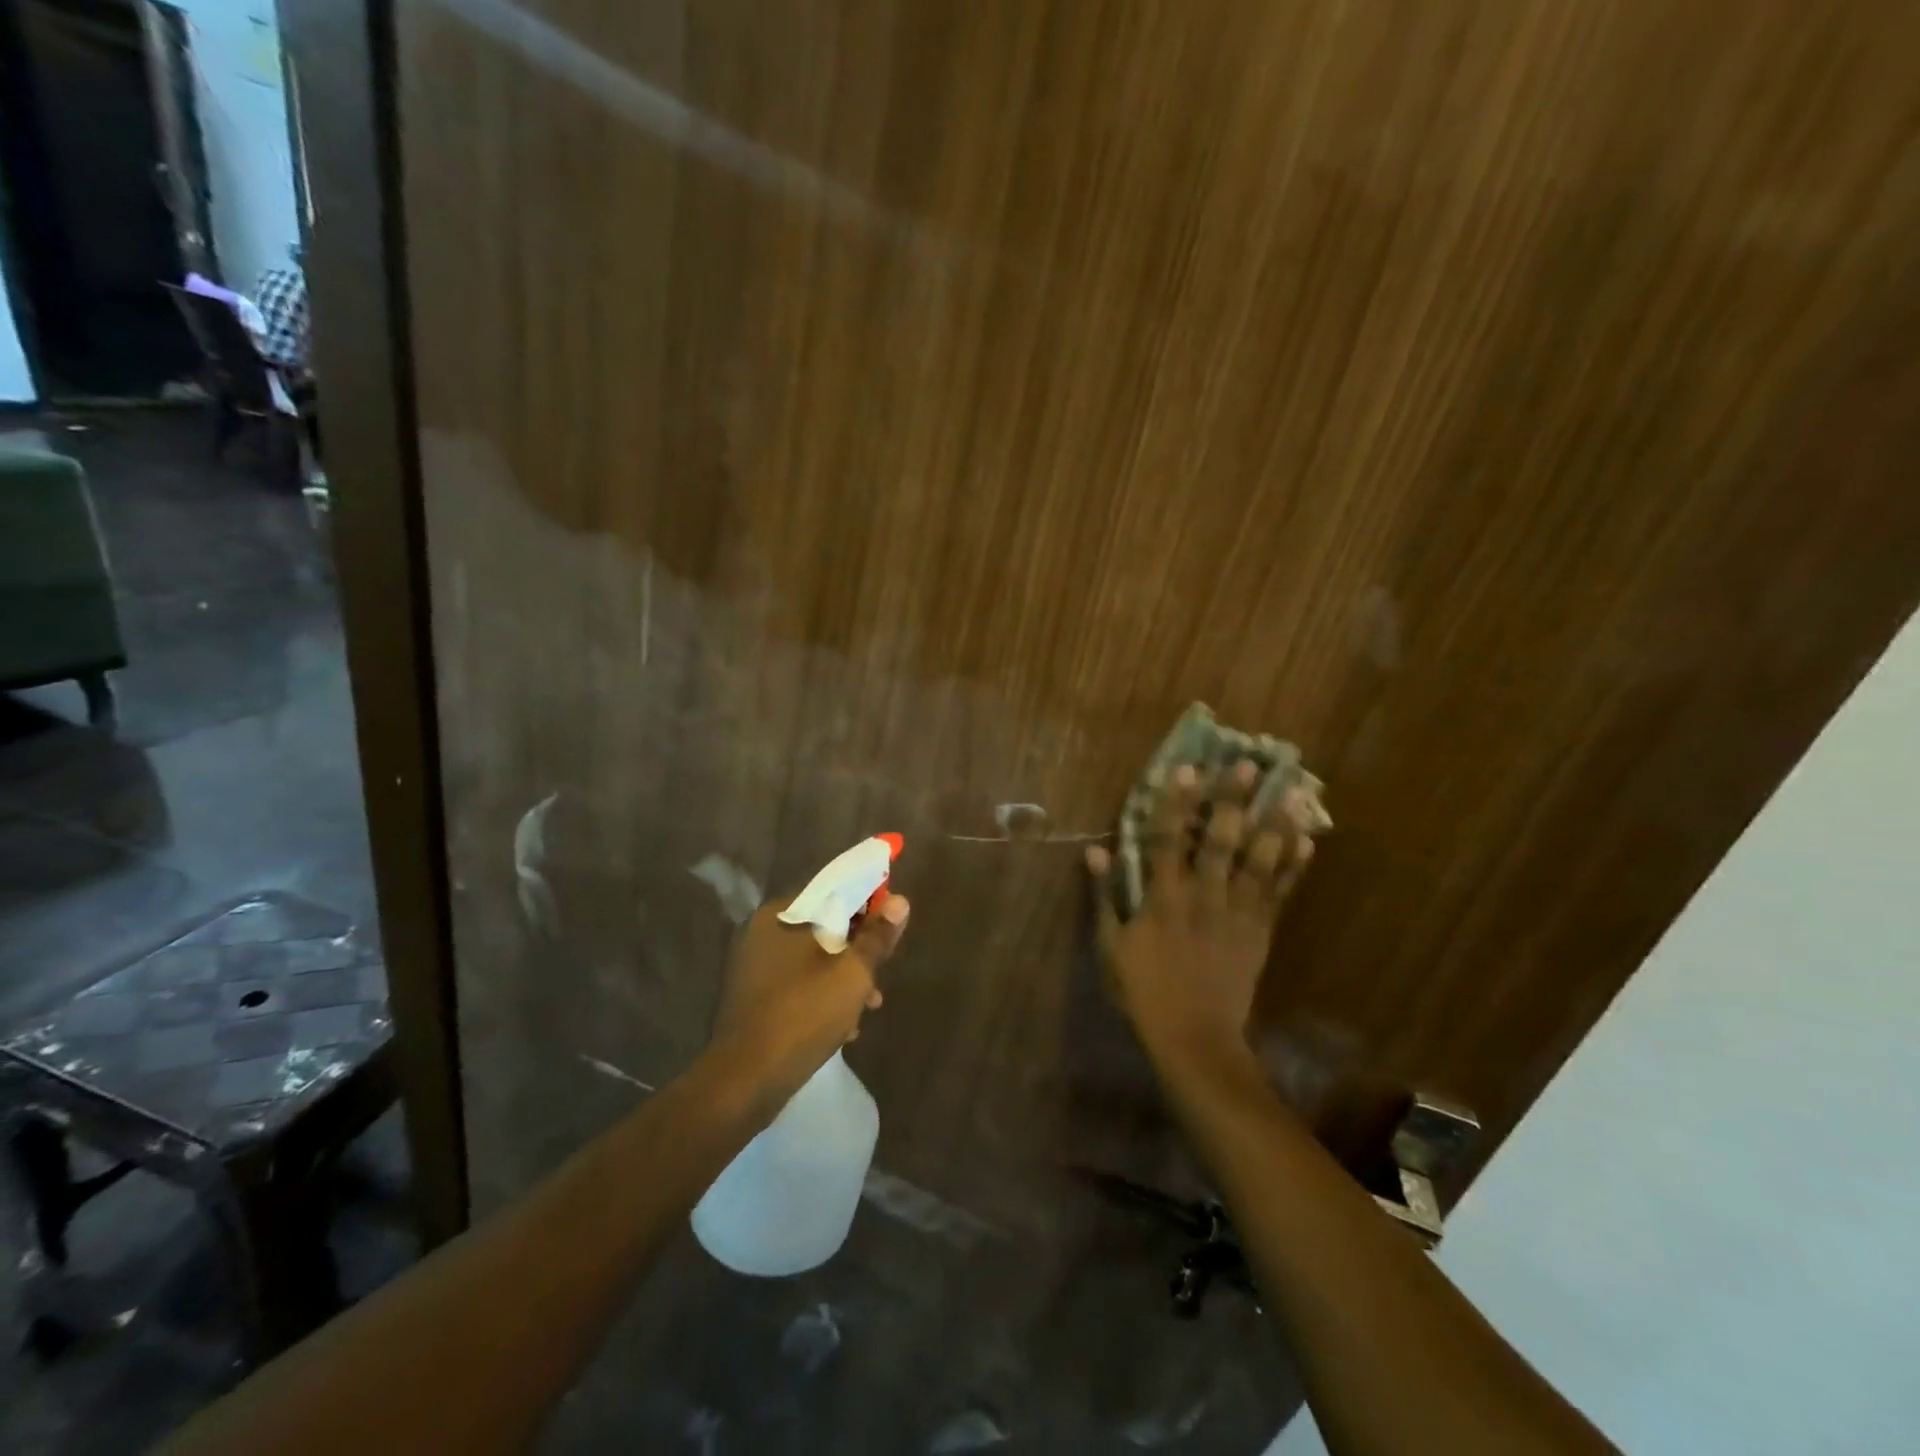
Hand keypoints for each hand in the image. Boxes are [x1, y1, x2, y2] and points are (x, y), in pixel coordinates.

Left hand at [711, 891, 910, 1109]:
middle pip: (824, 926)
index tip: (889, 924)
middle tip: (880, 973)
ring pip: (814, 959)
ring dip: (844, 977)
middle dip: (857, 949)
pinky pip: (798, 983)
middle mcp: (762, 933)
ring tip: (869, 1006)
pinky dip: (822, 996)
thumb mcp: (853, 973)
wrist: (746, 1082)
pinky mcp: (754, 998)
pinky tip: (845, 1025)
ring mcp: (755, 967)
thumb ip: (878, 936)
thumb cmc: (804, 1014)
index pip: (832, 891)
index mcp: (780, 915)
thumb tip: (900, 901)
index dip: (867, 902)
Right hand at [1085, 761, 1313, 1061]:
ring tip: (1289, 792)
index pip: (1166, 839)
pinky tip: (1306, 841)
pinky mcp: (1260, 930)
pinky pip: (1280, 892)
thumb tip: (1095, 851)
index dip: (1174, 803)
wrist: (1194, 1036)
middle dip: (1231, 801)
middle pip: (1219, 841)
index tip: (1184, 770)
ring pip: (1258, 861)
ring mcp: (1237, 912)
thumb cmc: (1144, 989)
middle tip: (1245, 765)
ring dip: (1272, 824)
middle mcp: (1204, 896)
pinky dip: (1293, 866)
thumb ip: (1105, 895)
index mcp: (1164, 898)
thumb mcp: (1112, 944)